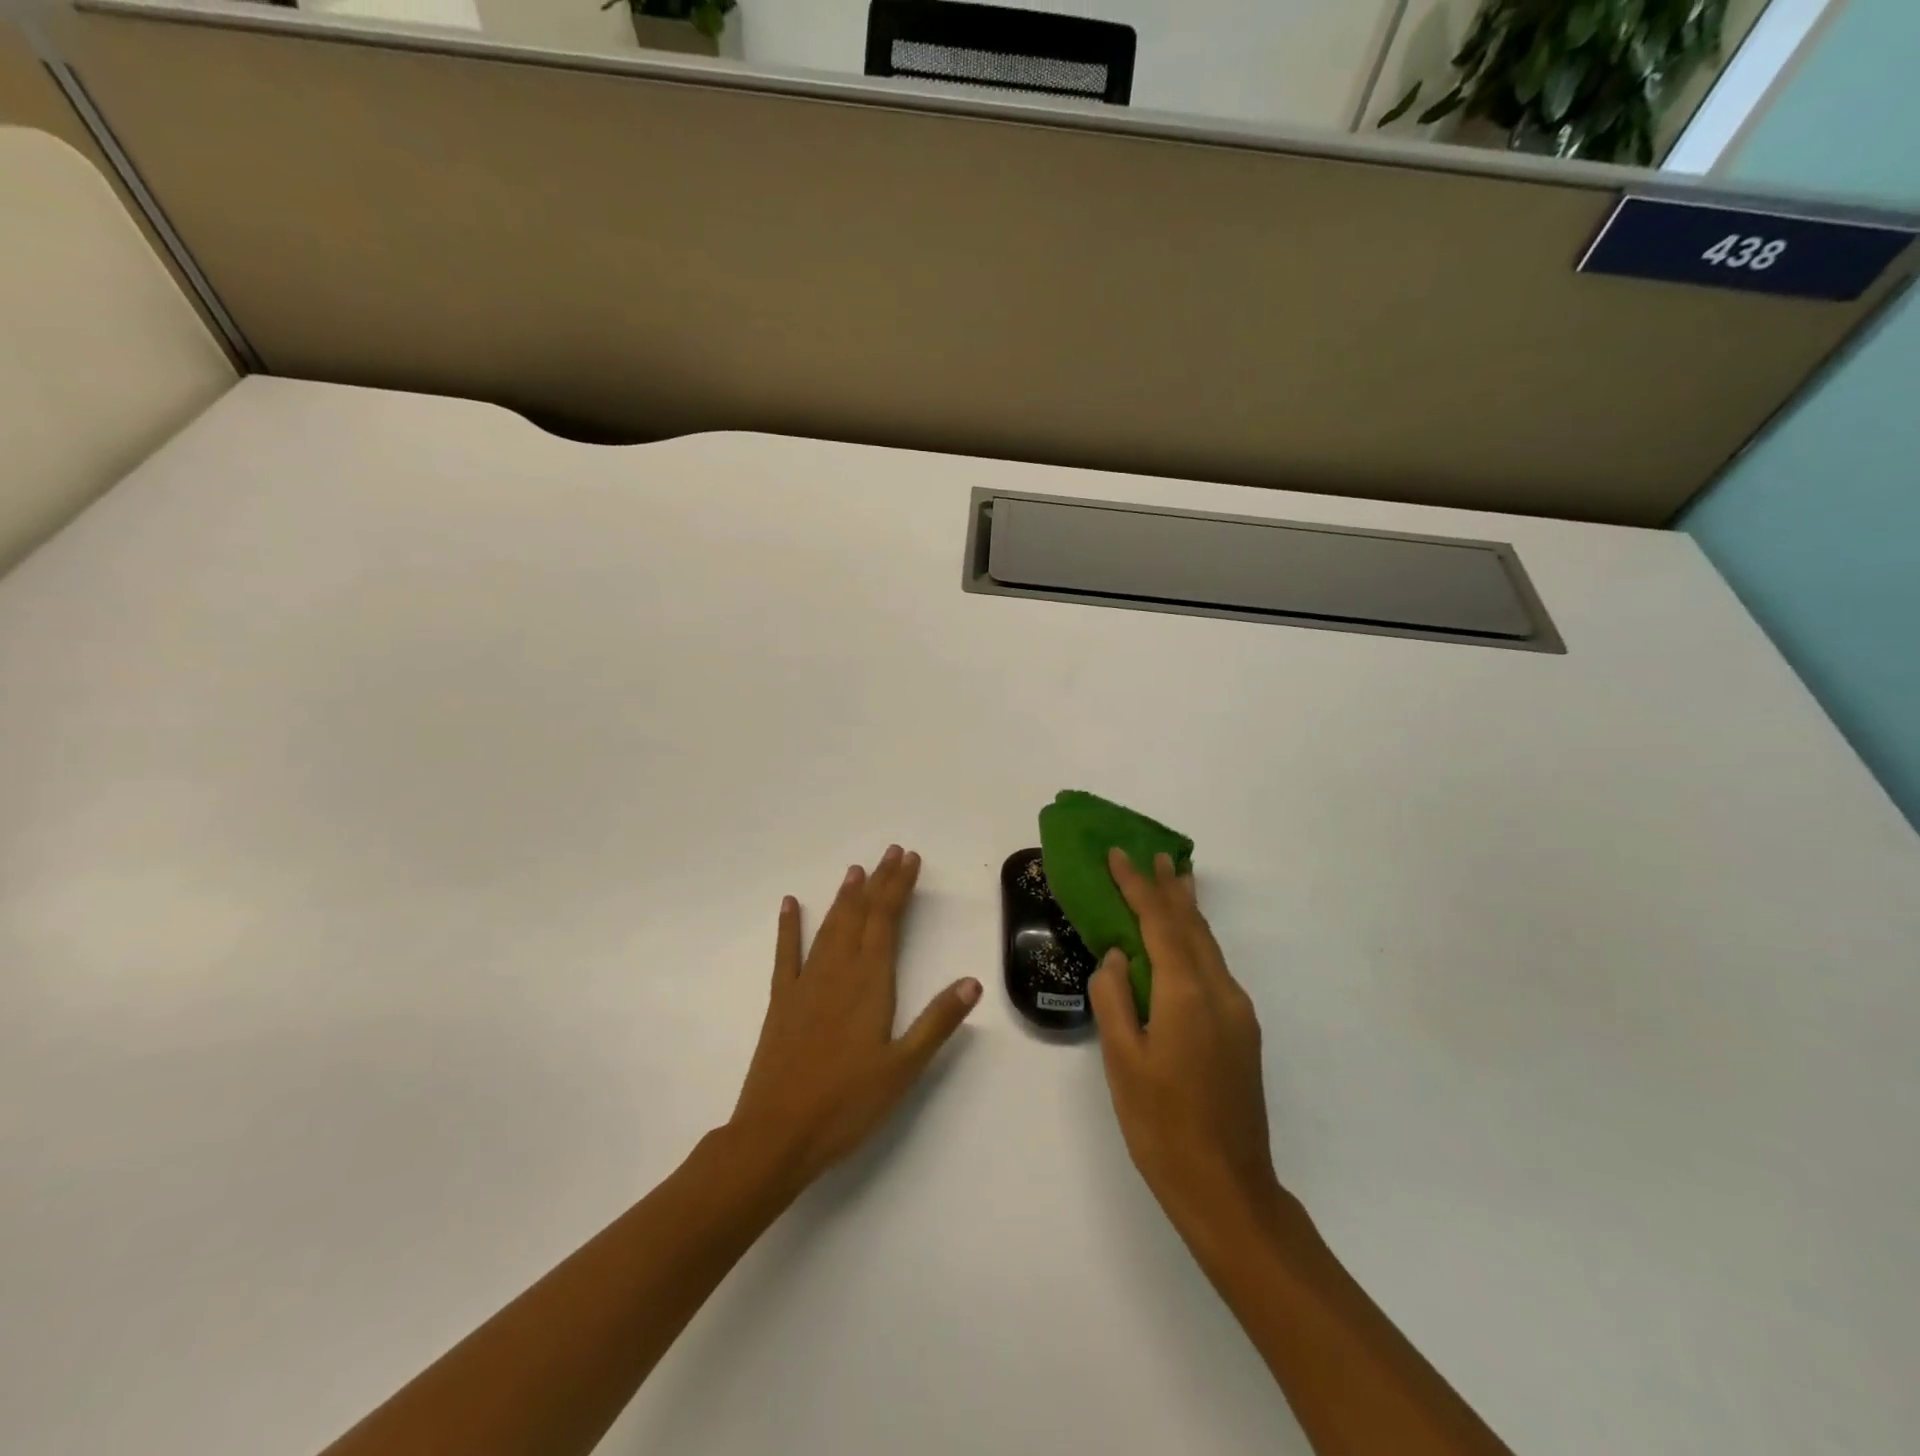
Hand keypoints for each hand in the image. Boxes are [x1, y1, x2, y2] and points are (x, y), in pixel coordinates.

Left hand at [728, 846, 981, 1188]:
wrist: (776, 1135)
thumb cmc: (847, 1104)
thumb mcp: (903, 1069)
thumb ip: (937, 1022)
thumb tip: (972, 982)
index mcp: (869, 983)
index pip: (887, 920)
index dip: (899, 887)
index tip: (911, 859)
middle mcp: (837, 971)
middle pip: (860, 914)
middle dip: (878, 881)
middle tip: (891, 852)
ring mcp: (805, 983)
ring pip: (829, 927)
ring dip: (845, 896)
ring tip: (856, 870)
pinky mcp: (781, 1001)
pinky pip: (785, 954)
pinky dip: (788, 926)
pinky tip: (789, 904)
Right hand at [1089, 848, 1286, 1244]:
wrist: (1229, 1189)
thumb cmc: (1163, 1125)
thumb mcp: (1123, 1061)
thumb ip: (1114, 998)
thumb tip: (1116, 956)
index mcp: (1187, 994)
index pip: (1159, 922)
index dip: (1137, 886)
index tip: (1118, 855)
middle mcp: (1220, 992)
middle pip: (1192, 926)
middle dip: (1171, 889)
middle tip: (1155, 855)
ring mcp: (1237, 1014)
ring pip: (1208, 946)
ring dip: (1187, 912)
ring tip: (1175, 882)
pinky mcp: (1242, 1034)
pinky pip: (1214, 969)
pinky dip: (1195, 943)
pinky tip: (1184, 945)